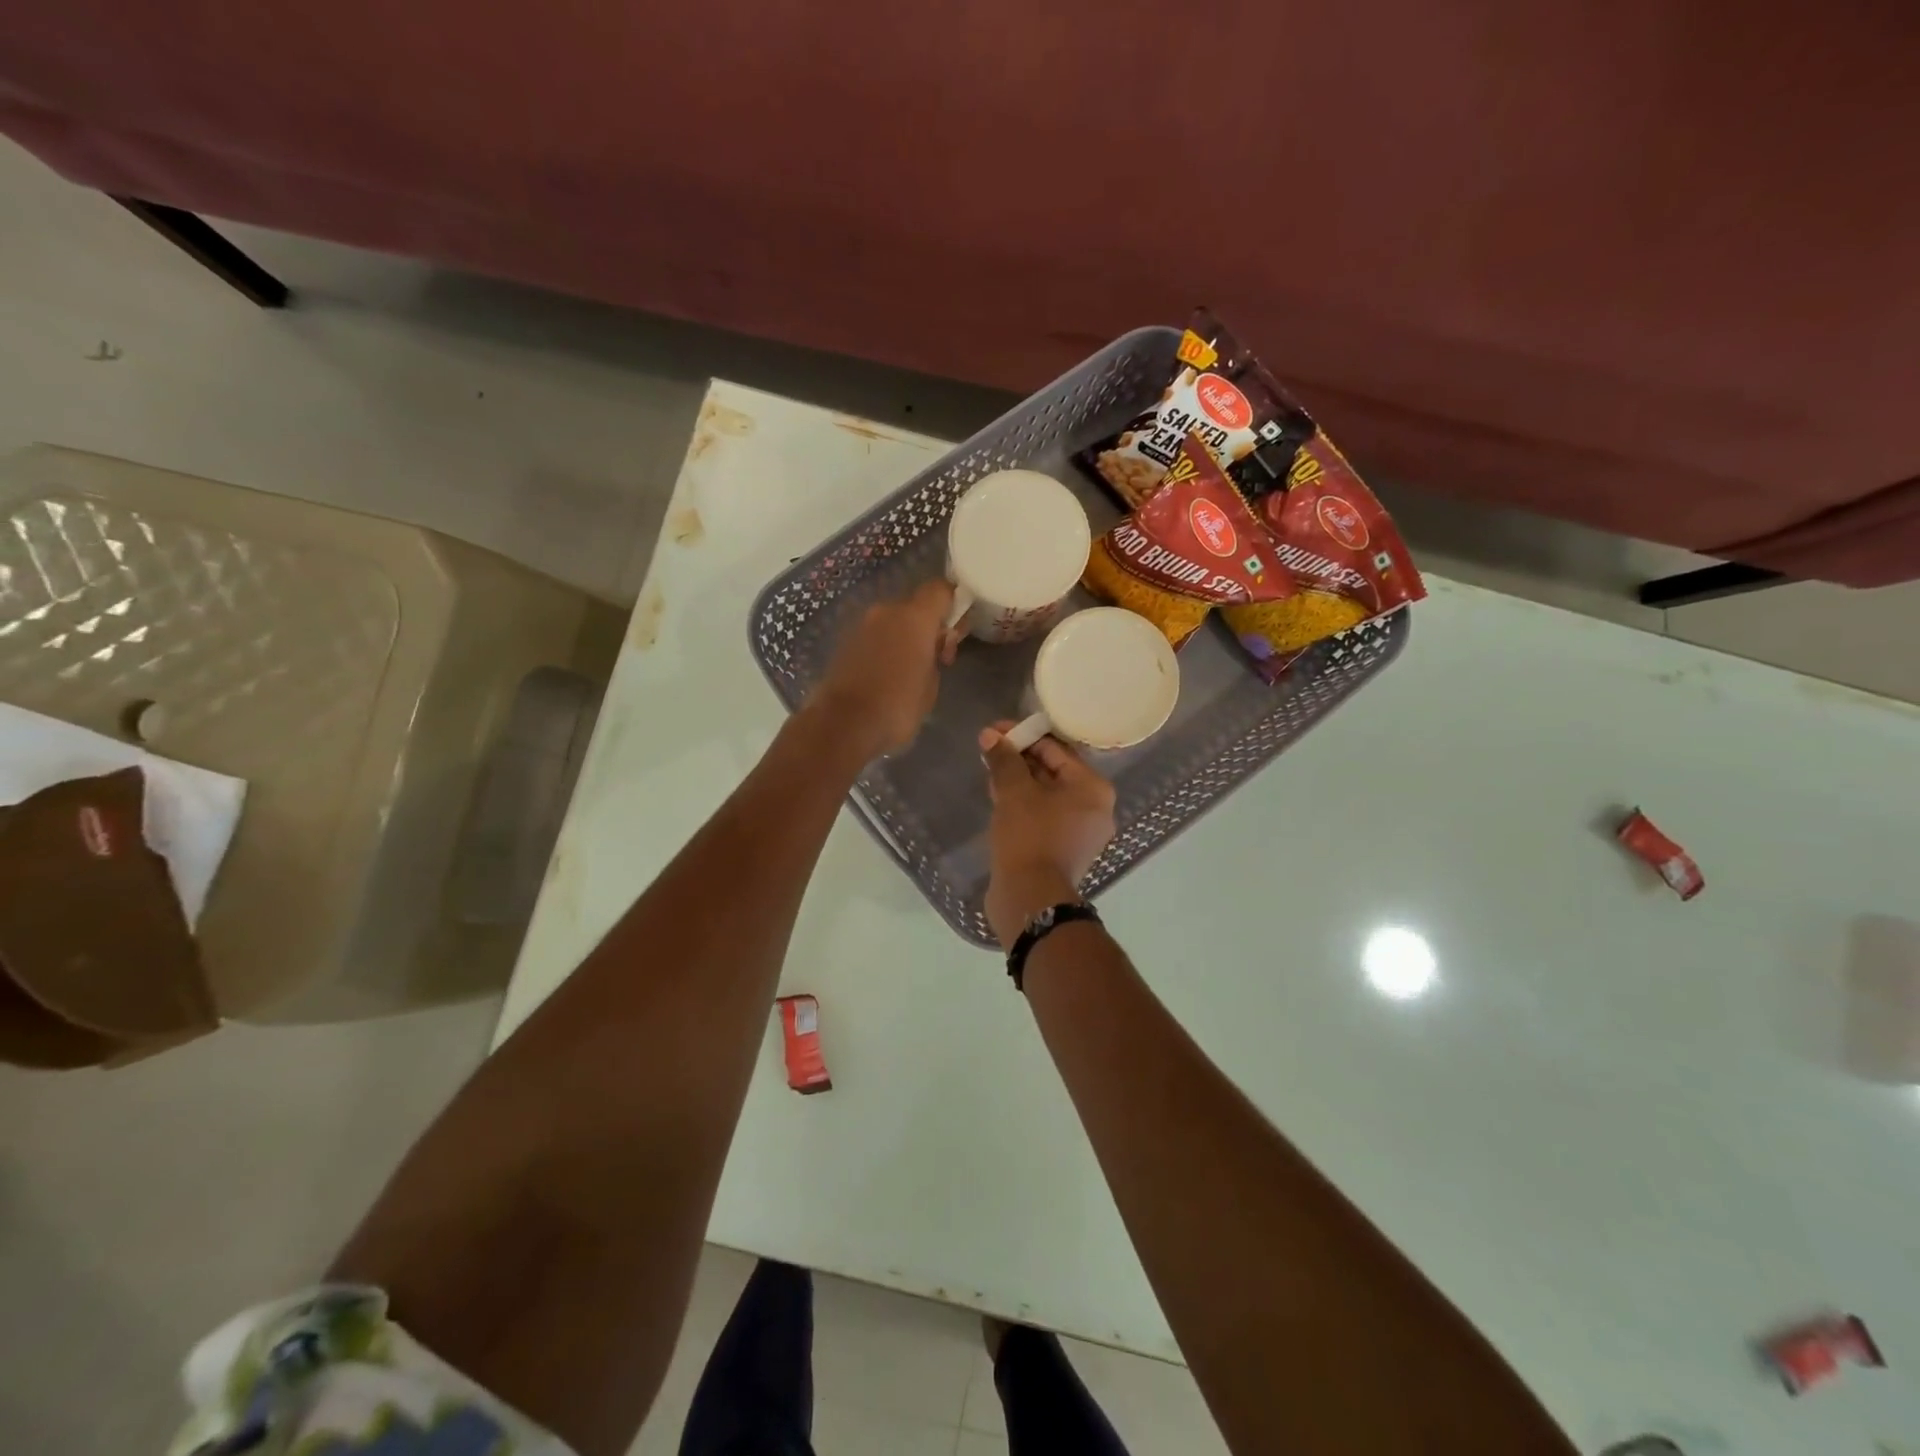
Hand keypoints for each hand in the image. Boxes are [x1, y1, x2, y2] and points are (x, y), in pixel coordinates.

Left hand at [809, 579, 956, 758]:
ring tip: (910, 670)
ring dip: (905, 636)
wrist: (843, 724)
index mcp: (914, 617)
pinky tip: (888, 673)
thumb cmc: (897, 706)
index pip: (940, 589)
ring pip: (893, 620)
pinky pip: (875, 635)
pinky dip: (885, 646)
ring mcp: (862, 625)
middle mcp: (886, 611)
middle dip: (928, 625)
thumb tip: (931, 648)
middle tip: (936, 657)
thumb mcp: (931, 685)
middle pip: (915, 605)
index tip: (956, 629)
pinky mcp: (845, 641)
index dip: (953, 602)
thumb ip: (935, 656)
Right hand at [979, 722, 1116, 948]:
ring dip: (1019, 781)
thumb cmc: (1029, 836)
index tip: (994, 732)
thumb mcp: (1014, 791)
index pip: (1057, 749)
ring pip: (1046, 795)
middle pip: (1054, 772)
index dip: (1023, 736)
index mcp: (1093, 788)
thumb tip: (990, 736)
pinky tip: (998, 798)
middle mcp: (1094, 808)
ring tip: (989, 771)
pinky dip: (1023, 805)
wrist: (1031, 897)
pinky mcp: (1063, 850)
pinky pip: (1043, 816)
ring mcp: (1080, 832)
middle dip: (1020, 759)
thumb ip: (1004, 759)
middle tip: (989, 750)